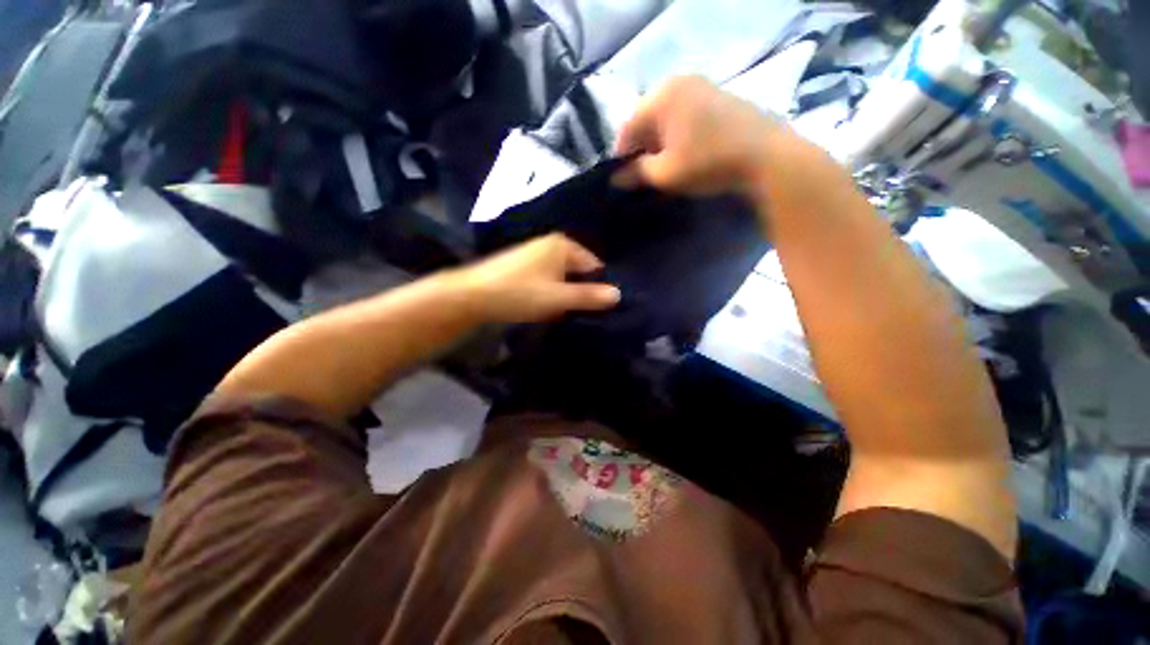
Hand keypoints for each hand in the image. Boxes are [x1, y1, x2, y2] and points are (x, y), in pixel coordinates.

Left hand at [456, 234, 620, 323]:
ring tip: (557, 310)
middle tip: (574, 311)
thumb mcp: (559, 298)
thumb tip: (619, 294)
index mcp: (563, 245)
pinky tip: (540, 305)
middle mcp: (550, 244)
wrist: (473, 296)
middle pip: (577, 270)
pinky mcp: (522, 265)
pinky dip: (548, 291)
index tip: (594, 307)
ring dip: (562, 293)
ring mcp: (534, 253)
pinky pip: (545, 278)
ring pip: (560, 276)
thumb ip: (589, 296)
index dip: (596, 286)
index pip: (593, 265)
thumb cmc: (520, 293)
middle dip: (577, 291)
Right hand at [614, 76, 789, 195]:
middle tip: (643, 175)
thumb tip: (616, 178)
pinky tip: (684, 154)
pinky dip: (678, 135)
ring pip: (666, 118)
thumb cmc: (707, 163)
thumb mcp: (665, 173)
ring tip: (663, 168)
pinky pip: (685, 115)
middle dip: (641, 149)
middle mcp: (679, 83)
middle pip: (646, 120)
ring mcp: (702, 86)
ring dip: (660, 143)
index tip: (622, 179)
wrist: (765, 156)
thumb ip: (636, 173)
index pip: (628, 127)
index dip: (621, 156)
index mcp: (661, 96)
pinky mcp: (718, 96)